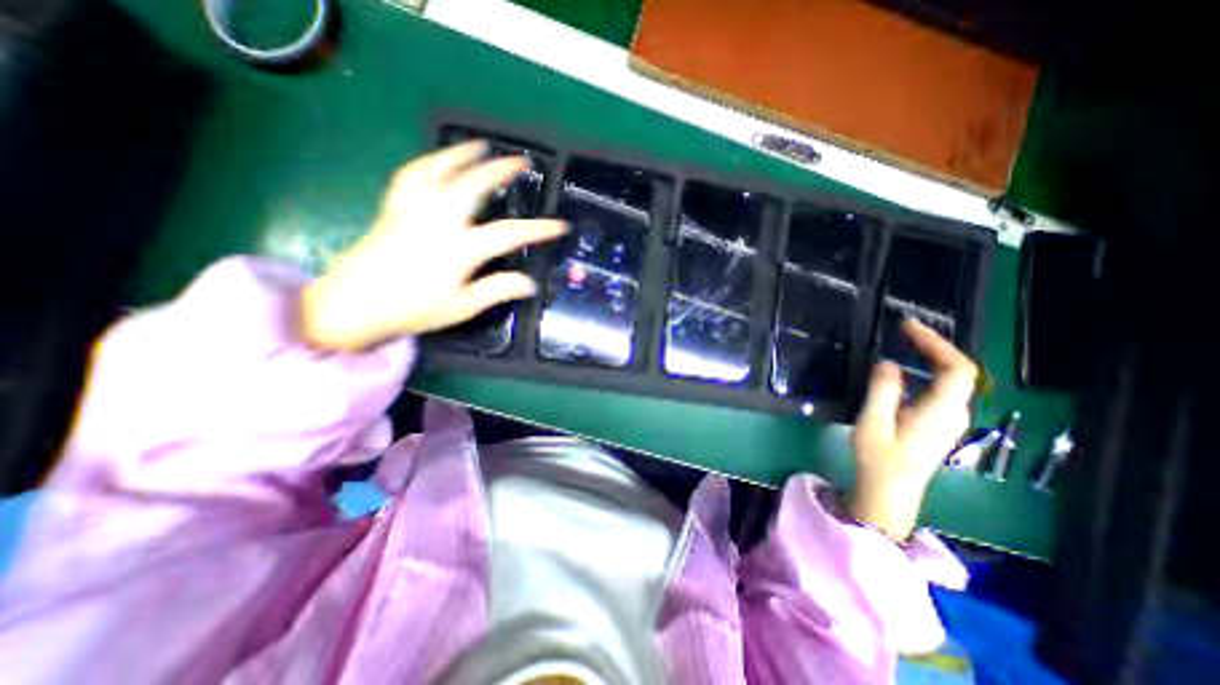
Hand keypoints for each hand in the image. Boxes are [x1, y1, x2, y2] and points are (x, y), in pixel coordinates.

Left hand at [306, 139, 570, 350]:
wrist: (353, 306)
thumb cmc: (412, 310)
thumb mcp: (461, 307)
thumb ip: (497, 290)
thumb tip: (530, 283)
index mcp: (458, 249)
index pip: (508, 234)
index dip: (538, 229)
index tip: (559, 225)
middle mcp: (437, 221)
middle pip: (473, 185)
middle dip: (500, 170)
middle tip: (521, 161)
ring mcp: (413, 210)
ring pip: (439, 171)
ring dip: (463, 155)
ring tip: (481, 146)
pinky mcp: (393, 208)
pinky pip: (411, 175)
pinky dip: (428, 162)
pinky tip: (438, 161)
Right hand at [850, 319, 979, 541]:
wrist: (889, 492)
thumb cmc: (879, 458)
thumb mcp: (874, 422)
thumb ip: (883, 390)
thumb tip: (888, 362)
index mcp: (941, 411)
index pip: (956, 369)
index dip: (936, 343)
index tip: (907, 327)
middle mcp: (953, 413)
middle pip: (958, 371)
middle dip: (934, 346)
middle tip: (904, 330)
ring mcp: (947, 420)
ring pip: (952, 380)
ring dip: (932, 357)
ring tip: (905, 343)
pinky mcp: (937, 424)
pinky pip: (941, 389)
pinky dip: (927, 371)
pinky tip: (905, 370)